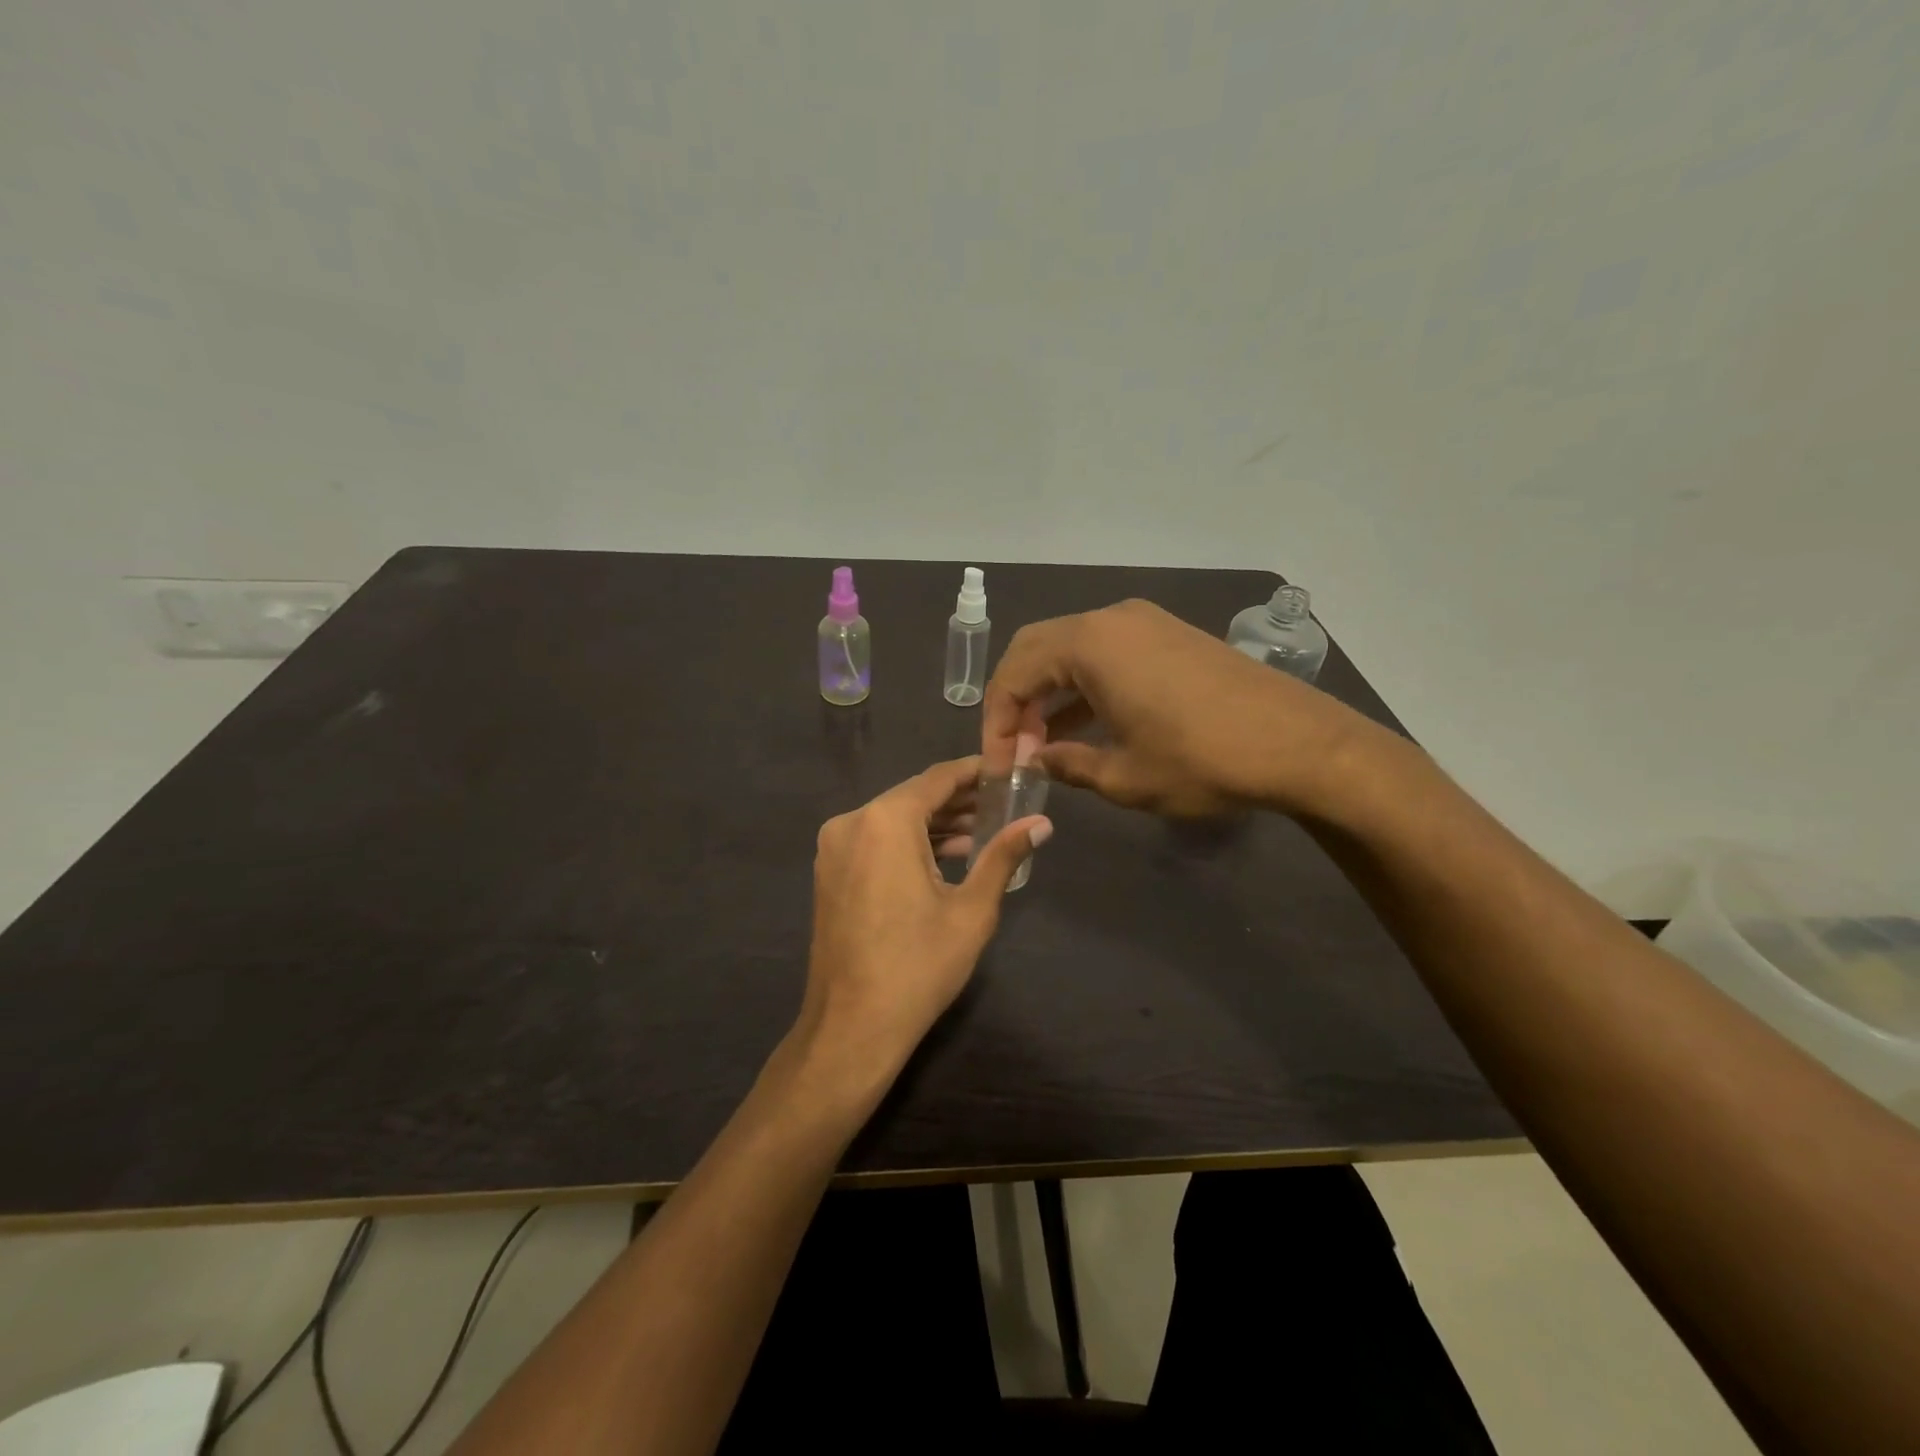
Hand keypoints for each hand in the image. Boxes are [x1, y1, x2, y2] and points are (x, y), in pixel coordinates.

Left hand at [798, 758, 1050, 1083]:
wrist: (851, 1027)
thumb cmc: (918, 966)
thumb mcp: (972, 910)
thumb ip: (1003, 856)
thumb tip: (1042, 822)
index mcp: (885, 821)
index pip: (938, 778)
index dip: (975, 772)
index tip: (1007, 772)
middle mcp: (852, 822)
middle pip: (914, 796)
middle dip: (958, 801)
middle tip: (1003, 806)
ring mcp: (833, 848)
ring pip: (893, 820)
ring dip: (934, 823)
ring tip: (982, 834)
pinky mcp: (829, 872)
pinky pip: (875, 841)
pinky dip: (908, 843)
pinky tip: (943, 858)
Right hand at [983, 598, 1363, 817]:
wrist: (1301, 745)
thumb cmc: (1202, 761)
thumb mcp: (1125, 776)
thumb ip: (1068, 765)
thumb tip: (1038, 762)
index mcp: (1090, 644)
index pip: (1014, 674)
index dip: (995, 722)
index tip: (998, 764)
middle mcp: (1112, 619)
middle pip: (1037, 650)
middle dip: (1016, 701)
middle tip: (1015, 749)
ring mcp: (1145, 622)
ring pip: (1072, 651)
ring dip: (1050, 694)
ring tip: (1044, 745)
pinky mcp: (1170, 636)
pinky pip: (1107, 654)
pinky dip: (1085, 686)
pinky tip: (1085, 726)